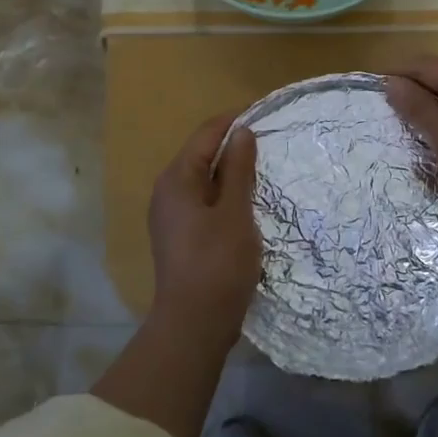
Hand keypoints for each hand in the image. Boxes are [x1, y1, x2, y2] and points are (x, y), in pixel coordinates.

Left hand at [147, 112, 261, 344]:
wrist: (195, 323)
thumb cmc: (217, 262)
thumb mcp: (234, 211)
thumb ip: (237, 169)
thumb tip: (241, 132)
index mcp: (176, 179)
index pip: (205, 135)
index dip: (233, 121)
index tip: (264, 113)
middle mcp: (167, 192)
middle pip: (202, 155)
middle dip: (234, 146)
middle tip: (270, 141)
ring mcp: (171, 216)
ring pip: (204, 181)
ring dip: (232, 172)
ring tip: (264, 168)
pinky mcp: (181, 236)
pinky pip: (204, 202)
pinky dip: (226, 195)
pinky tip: (249, 202)